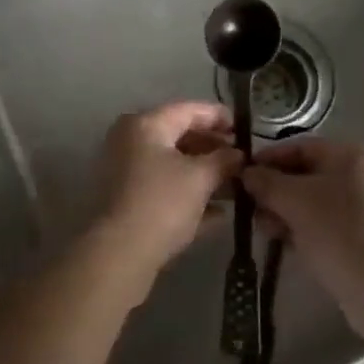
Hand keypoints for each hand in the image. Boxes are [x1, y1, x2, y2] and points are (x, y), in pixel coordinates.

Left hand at [92, 101, 241, 294]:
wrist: (120, 254)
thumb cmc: (162, 202)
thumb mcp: (201, 177)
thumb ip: (224, 160)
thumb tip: (239, 155)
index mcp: (146, 125)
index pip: (189, 110)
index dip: (219, 116)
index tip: (244, 128)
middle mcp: (131, 141)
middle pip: (180, 137)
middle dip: (213, 149)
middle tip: (242, 160)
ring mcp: (126, 172)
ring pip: (173, 165)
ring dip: (204, 174)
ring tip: (236, 186)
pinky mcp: (127, 201)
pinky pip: (164, 188)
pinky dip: (189, 195)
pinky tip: (219, 213)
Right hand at [242, 138, 363, 298]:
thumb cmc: (342, 231)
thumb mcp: (296, 201)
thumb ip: (267, 183)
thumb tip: (247, 174)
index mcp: (357, 153)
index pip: (302, 147)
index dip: (269, 160)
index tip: (241, 177)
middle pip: (312, 175)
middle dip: (278, 192)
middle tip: (251, 211)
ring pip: (321, 203)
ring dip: (290, 214)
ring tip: (267, 232)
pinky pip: (334, 226)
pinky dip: (310, 231)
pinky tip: (289, 246)